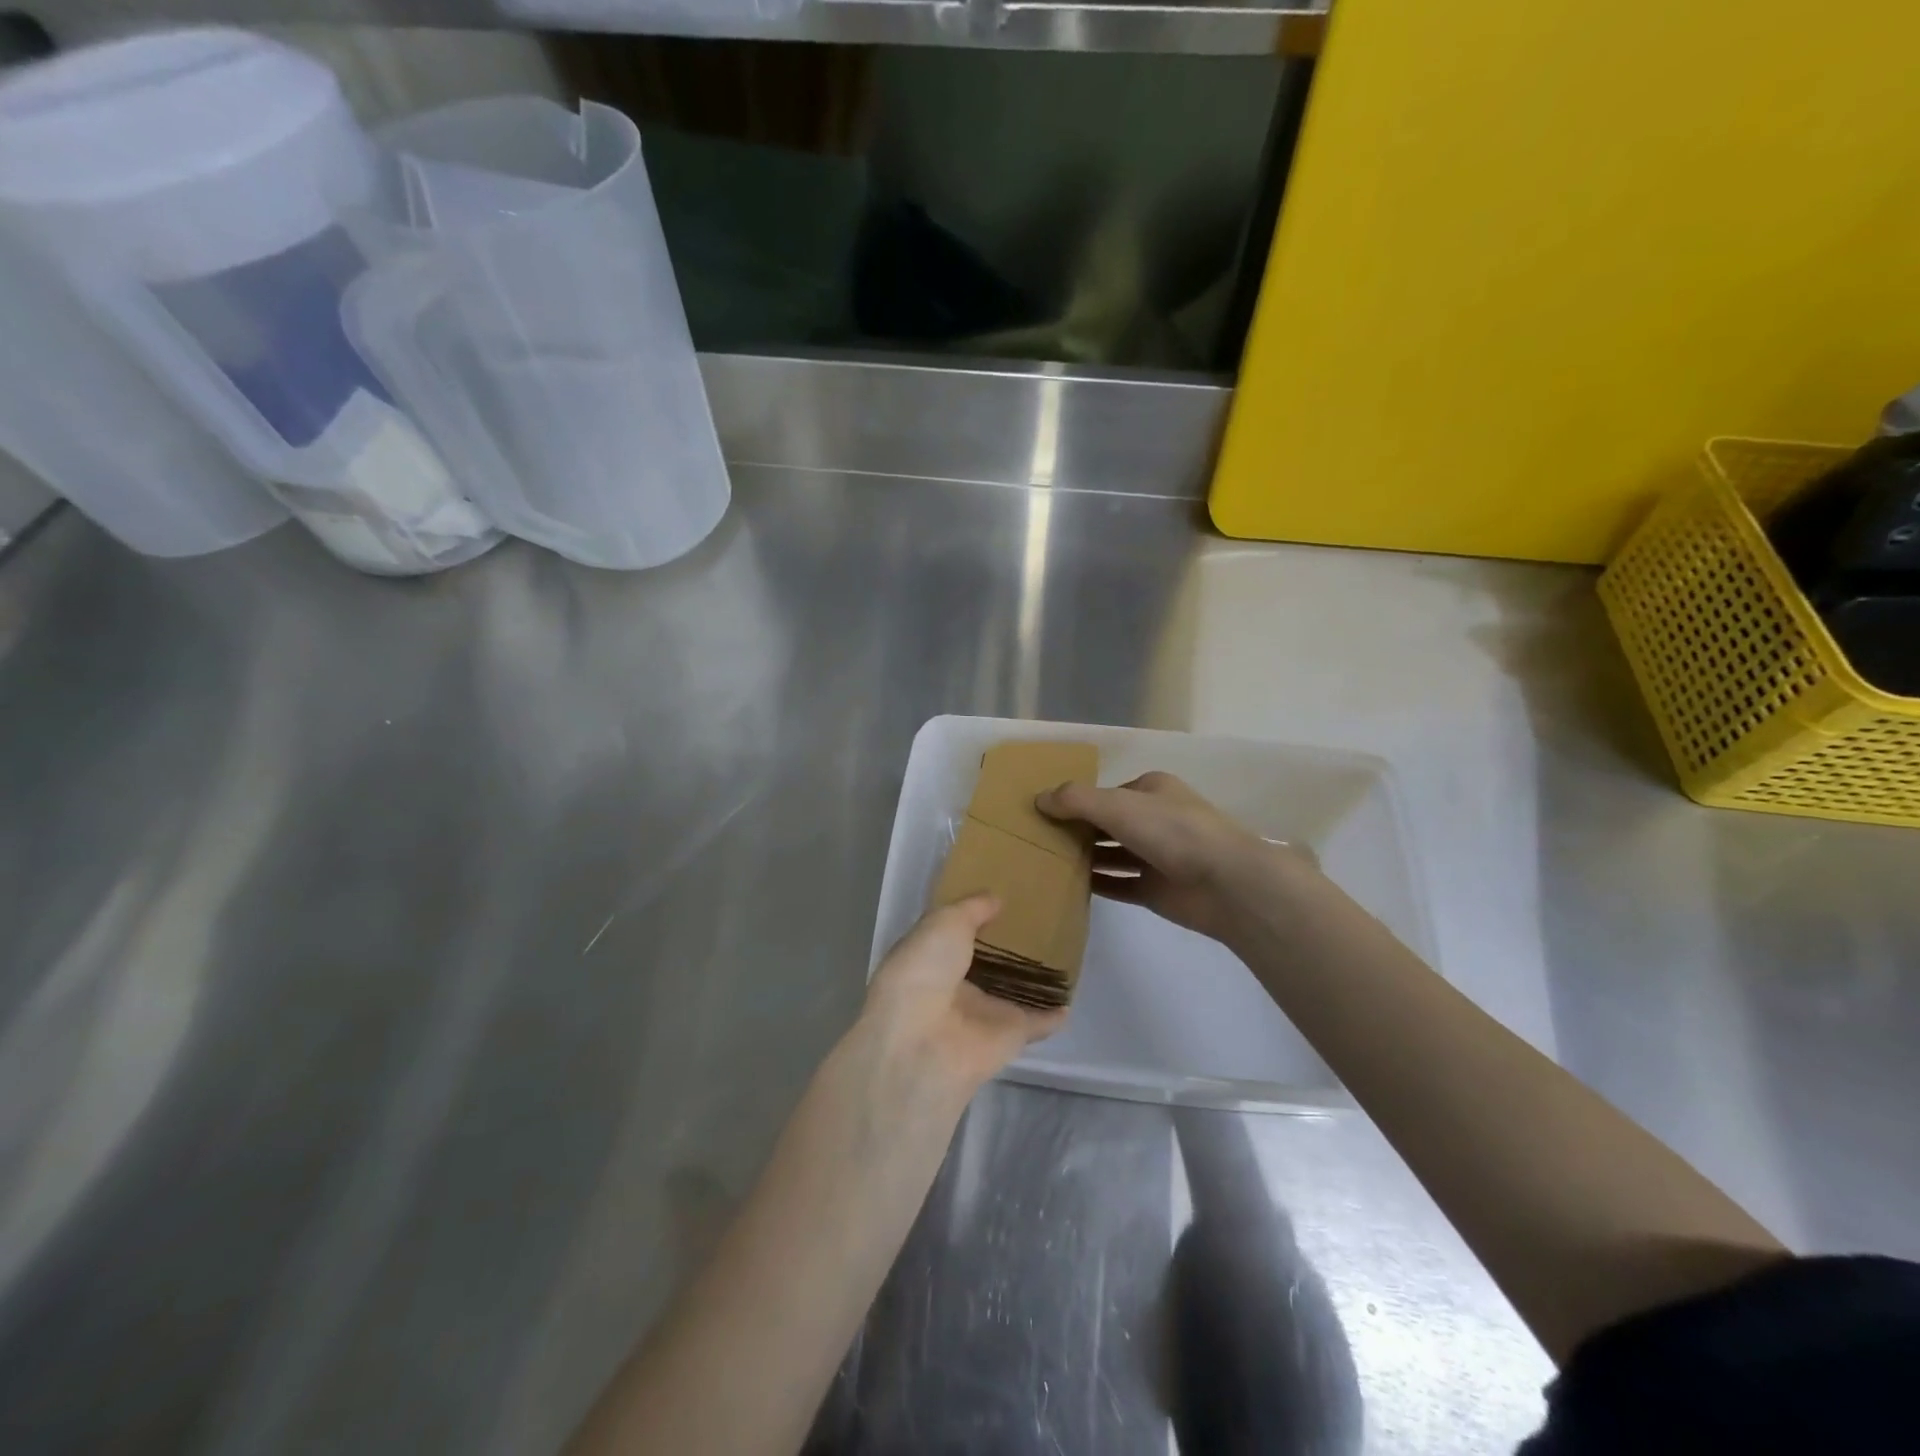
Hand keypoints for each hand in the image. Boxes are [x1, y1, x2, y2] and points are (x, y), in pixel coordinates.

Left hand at [860, 895, 1067, 1096]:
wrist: (923, 1041)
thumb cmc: (924, 970)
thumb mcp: (943, 922)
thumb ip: (972, 909)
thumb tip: (996, 899)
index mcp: (933, 959)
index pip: (957, 938)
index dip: (976, 921)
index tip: (1004, 900)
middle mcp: (958, 987)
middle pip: (988, 966)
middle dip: (1008, 949)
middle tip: (1041, 923)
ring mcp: (984, 1015)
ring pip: (1014, 993)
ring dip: (1033, 981)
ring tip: (1062, 956)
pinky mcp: (1011, 1037)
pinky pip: (1038, 1023)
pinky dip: (1054, 1015)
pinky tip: (1071, 1001)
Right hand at [1037, 771, 1308, 943]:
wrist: (1226, 883)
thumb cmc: (1172, 831)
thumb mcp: (1116, 805)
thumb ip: (1075, 800)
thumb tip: (1038, 799)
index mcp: (1152, 790)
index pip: (1107, 792)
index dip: (1077, 800)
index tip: (1044, 812)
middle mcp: (1155, 819)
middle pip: (1108, 822)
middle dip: (1077, 829)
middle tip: (1037, 838)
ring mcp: (1158, 856)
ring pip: (1113, 854)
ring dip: (1085, 857)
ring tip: (1045, 862)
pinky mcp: (1157, 890)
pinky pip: (1120, 885)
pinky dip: (1098, 884)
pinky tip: (1069, 887)